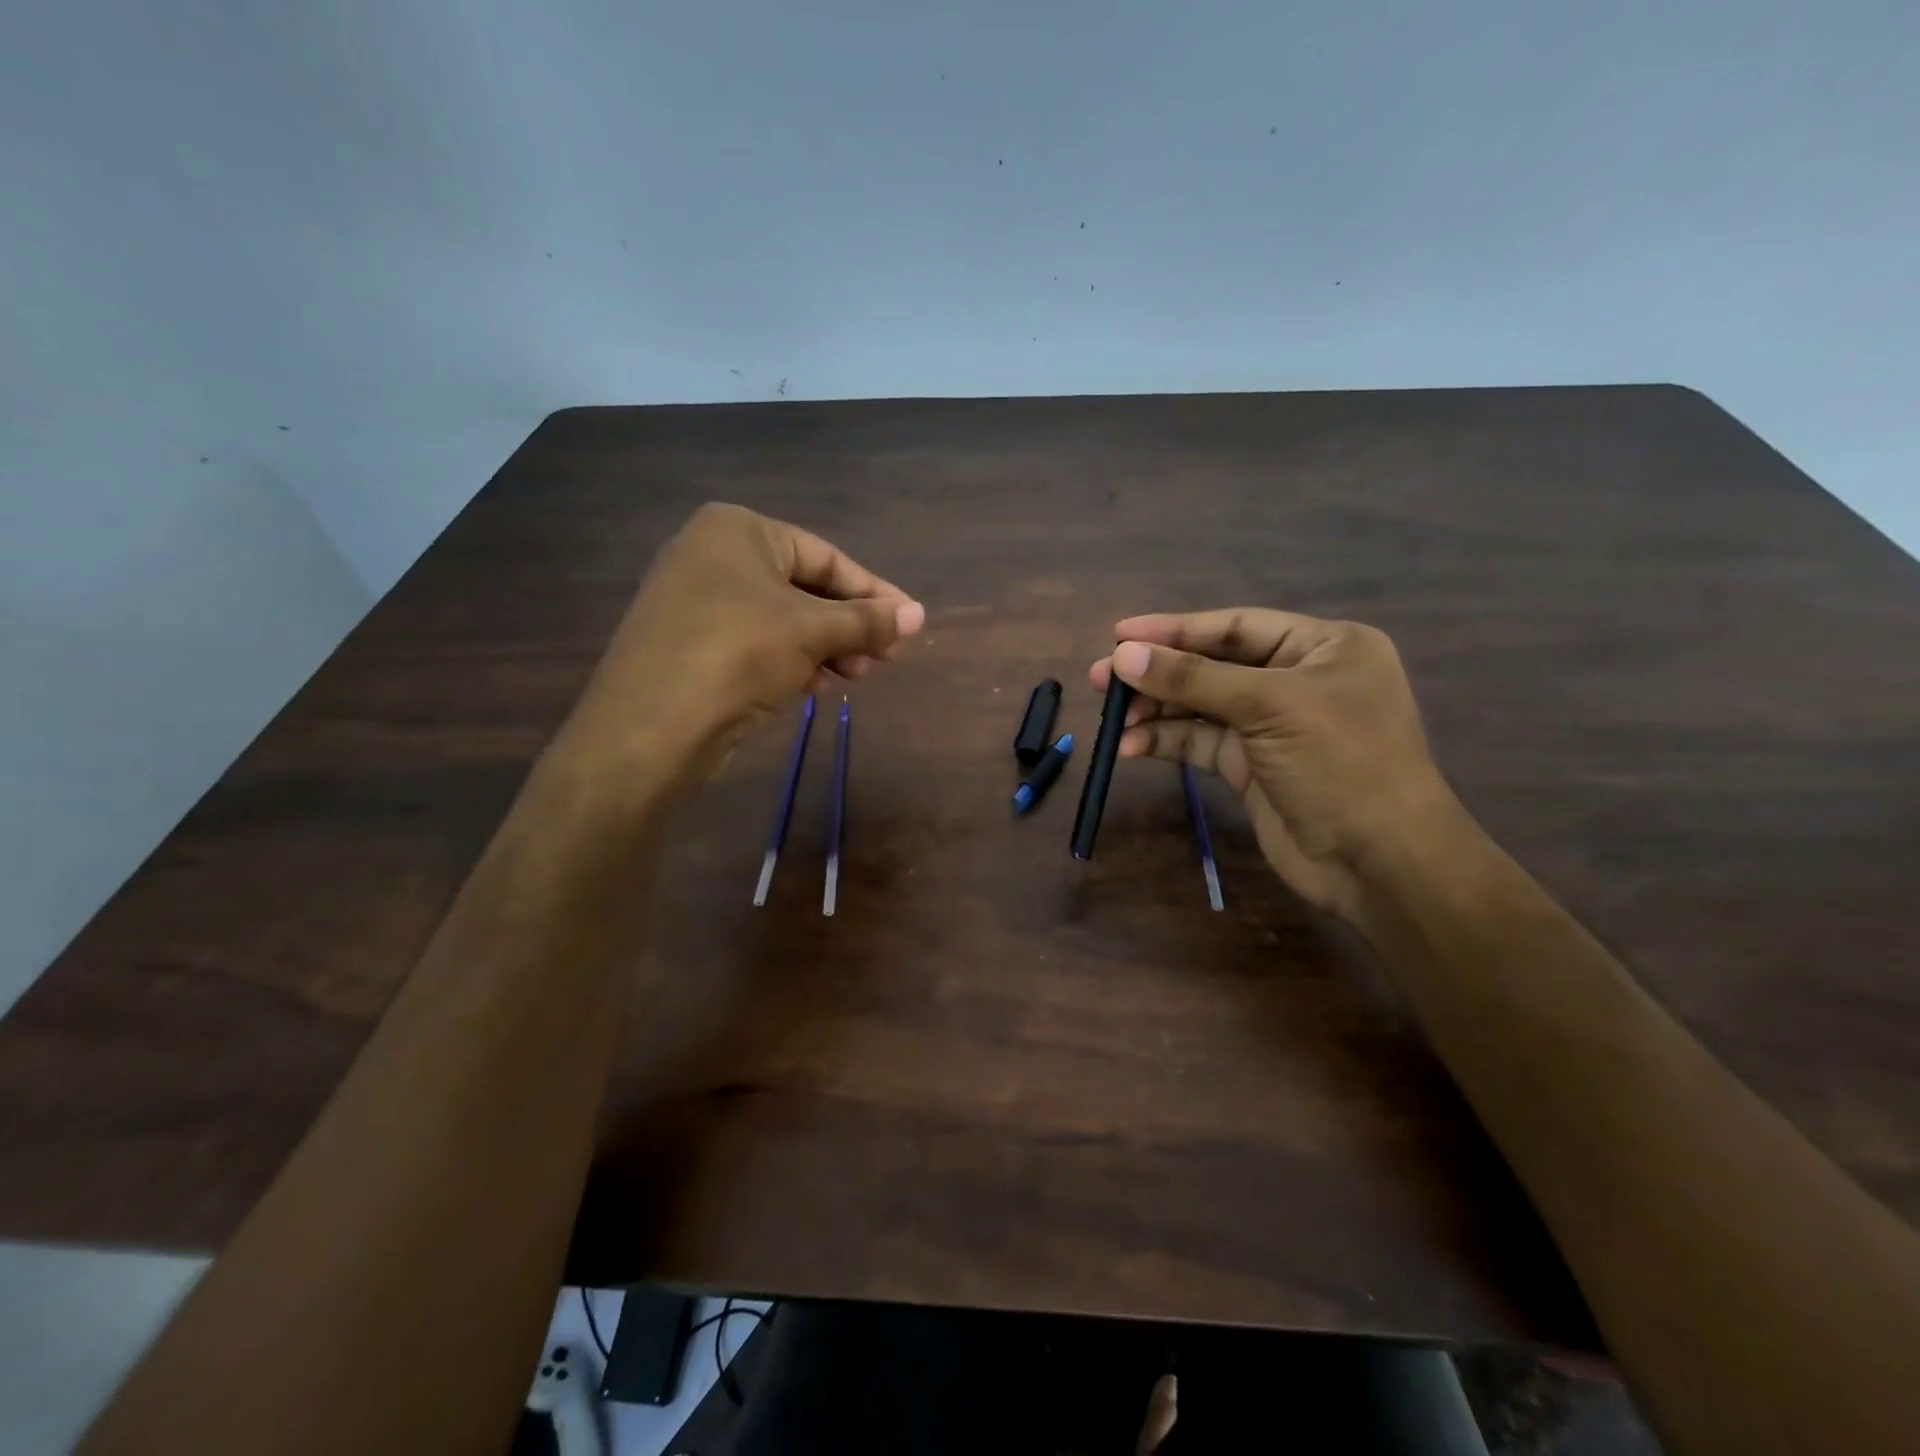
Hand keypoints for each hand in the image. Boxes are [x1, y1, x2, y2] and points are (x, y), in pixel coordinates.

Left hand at [562, 503, 922, 784]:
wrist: (650, 726)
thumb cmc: (738, 653)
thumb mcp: (812, 631)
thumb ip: (867, 621)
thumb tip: (920, 614)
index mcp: (738, 530)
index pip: (825, 557)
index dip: (873, 592)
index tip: (909, 621)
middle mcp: (712, 555)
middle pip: (803, 588)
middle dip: (847, 626)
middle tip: (882, 659)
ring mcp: (696, 600)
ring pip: (781, 619)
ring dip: (825, 647)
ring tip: (854, 677)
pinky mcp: (690, 643)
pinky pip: (756, 641)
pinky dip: (791, 660)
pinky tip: (817, 685)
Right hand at [1089, 609, 1455, 921]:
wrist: (1379, 860)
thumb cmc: (1340, 762)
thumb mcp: (1269, 707)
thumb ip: (1194, 679)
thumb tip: (1123, 655)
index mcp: (1322, 646)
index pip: (1236, 626)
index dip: (1175, 629)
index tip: (1120, 635)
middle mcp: (1297, 679)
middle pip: (1212, 665)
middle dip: (1158, 672)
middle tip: (1101, 677)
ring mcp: (1273, 726)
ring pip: (1201, 706)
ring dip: (1156, 710)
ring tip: (1111, 716)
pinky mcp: (1252, 766)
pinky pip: (1200, 743)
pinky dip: (1166, 742)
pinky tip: (1130, 746)